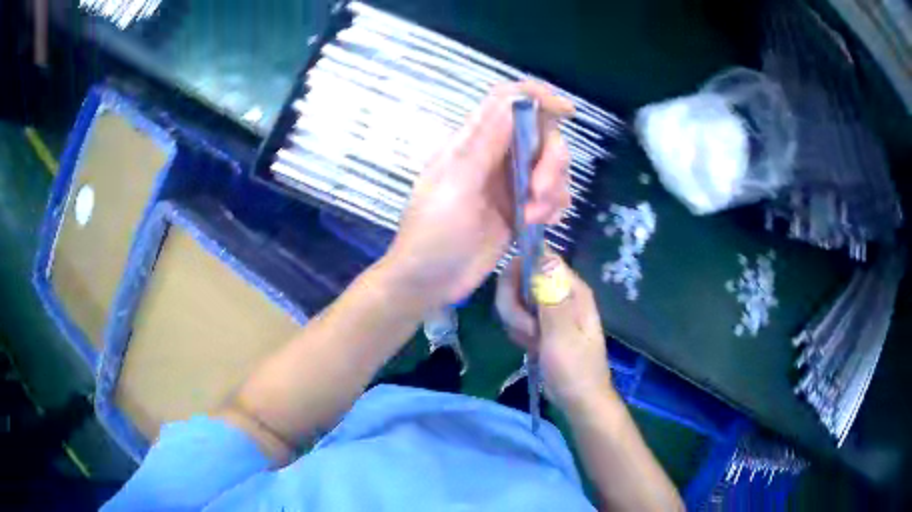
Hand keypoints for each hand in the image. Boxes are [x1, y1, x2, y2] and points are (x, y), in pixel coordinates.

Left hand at [383, 81, 573, 310]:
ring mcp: (508, 183)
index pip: (507, 101)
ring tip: (531, 218)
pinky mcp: (519, 209)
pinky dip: (553, 208)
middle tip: (539, 193)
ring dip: (553, 190)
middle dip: (551, 161)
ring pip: (551, 167)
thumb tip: (515, 98)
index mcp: (472, 142)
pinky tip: (537, 225)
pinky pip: (551, 197)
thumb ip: (487, 142)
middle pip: (540, 134)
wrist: (428, 283)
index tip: (567, 112)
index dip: (537, 97)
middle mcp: (493, 156)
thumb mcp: (457, 185)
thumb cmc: (433, 233)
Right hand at [496, 254, 613, 412]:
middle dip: (514, 303)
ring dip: (515, 321)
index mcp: (572, 289)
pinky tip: (529, 346)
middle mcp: (559, 293)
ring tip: (532, 341)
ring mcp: (548, 309)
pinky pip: (516, 316)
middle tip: (526, 328)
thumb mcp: (562, 334)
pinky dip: (517, 331)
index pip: (541, 258)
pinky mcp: (539, 324)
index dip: (522, 268)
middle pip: (521, 276)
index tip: (514, 293)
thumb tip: (544, 257)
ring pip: (515, 298)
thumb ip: (551, 297)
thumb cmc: (575, 368)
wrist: (578, 398)